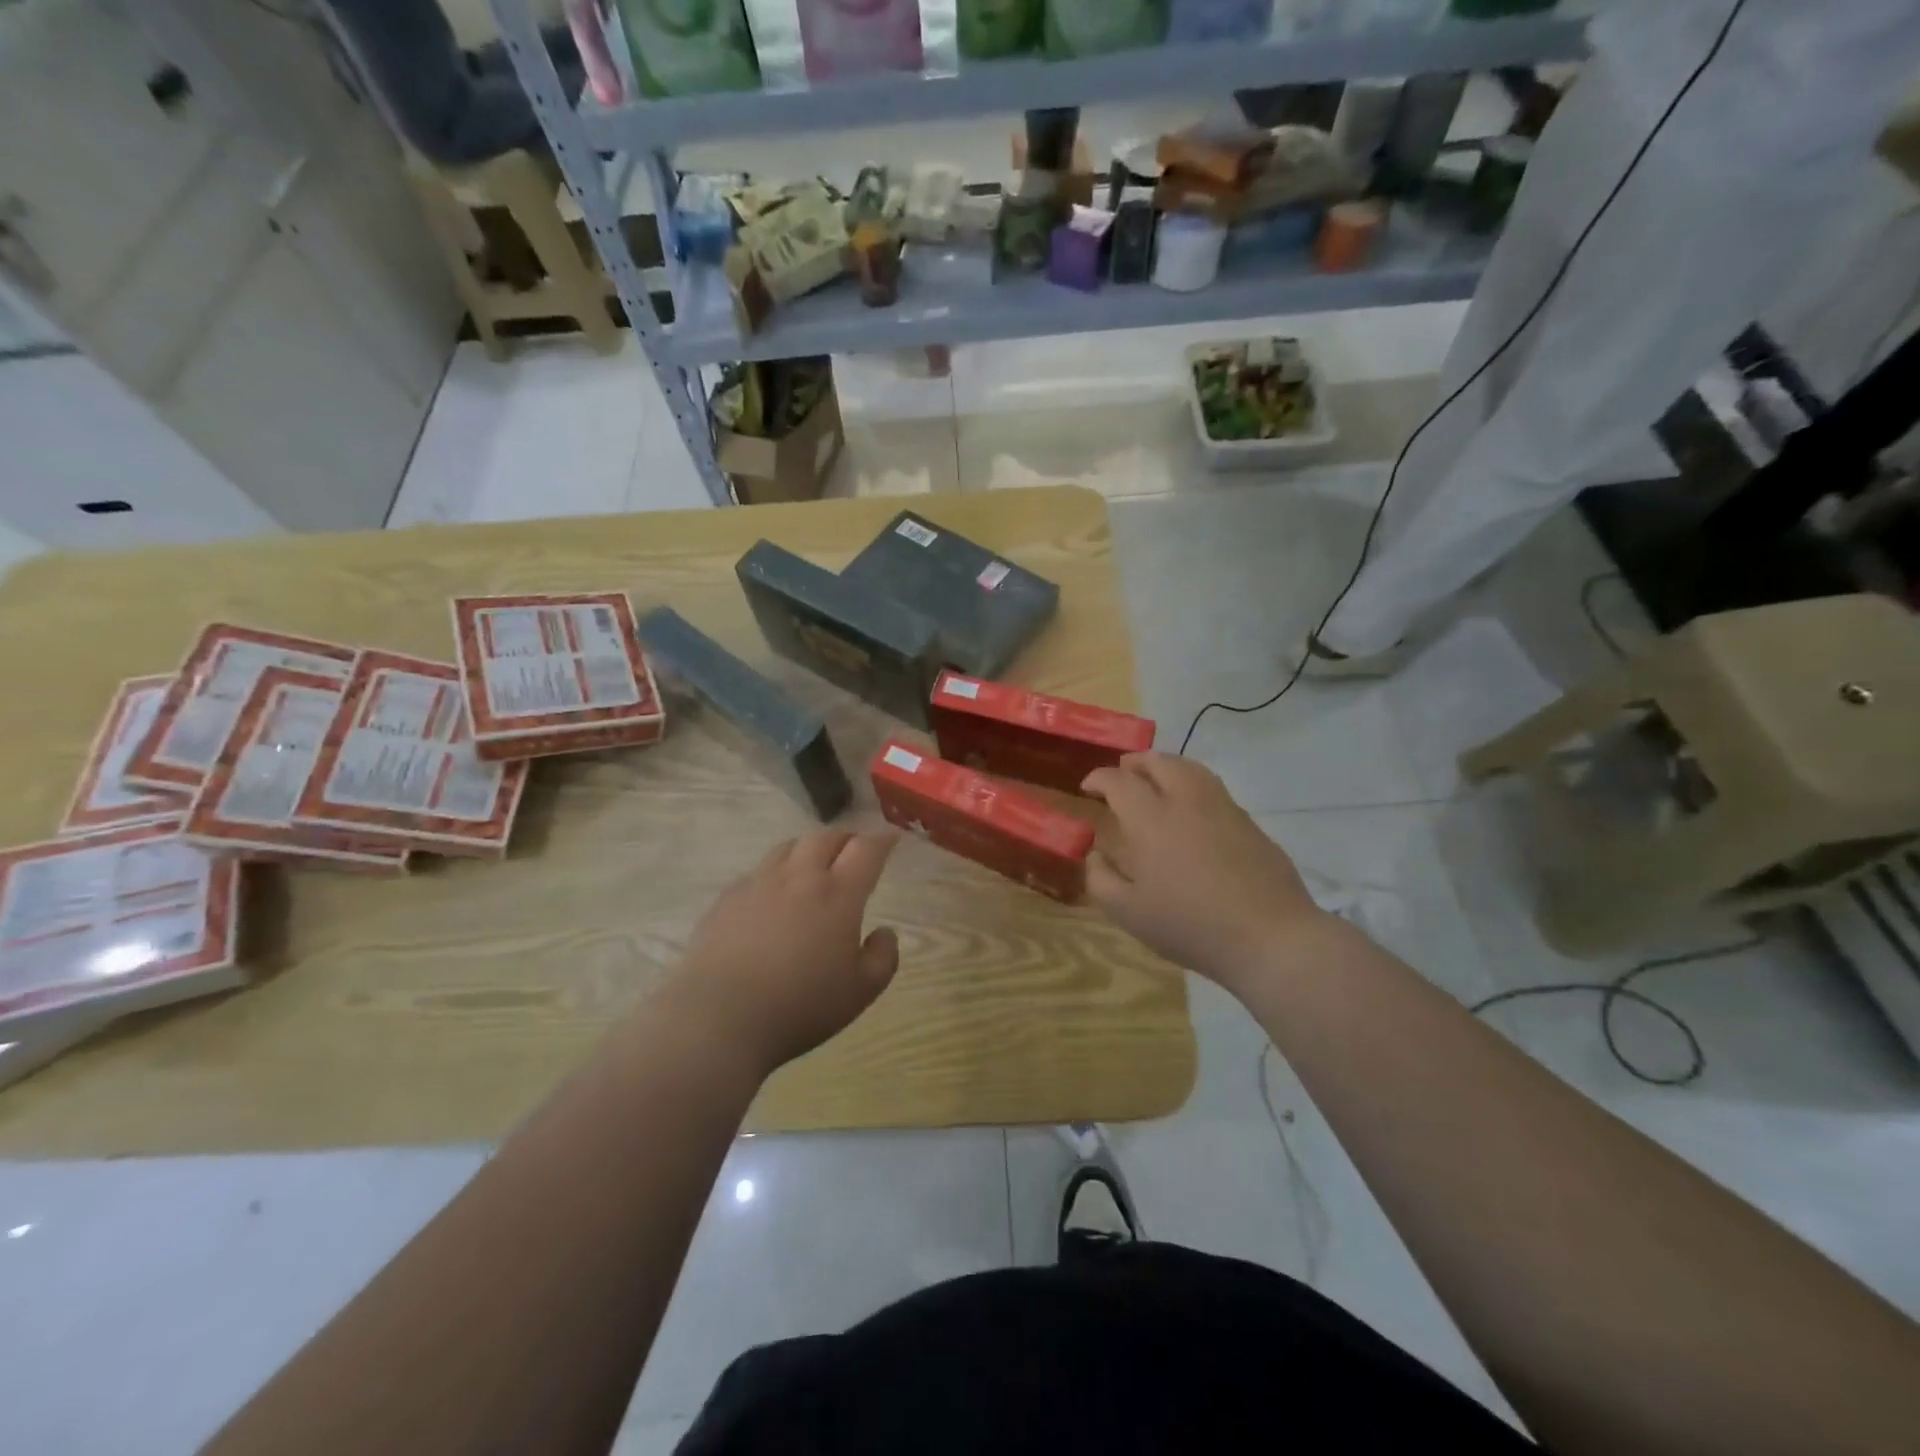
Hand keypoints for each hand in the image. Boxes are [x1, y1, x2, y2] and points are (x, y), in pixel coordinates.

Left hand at [668, 830, 900, 1077]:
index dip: (882, 839)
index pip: (866, 849)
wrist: (719, 1019)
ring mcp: (758, 883)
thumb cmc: (800, 1006)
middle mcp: (799, 877)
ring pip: (788, 847)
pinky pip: (757, 871)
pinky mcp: (727, 898)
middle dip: (846, 839)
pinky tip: (772, 896)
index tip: (891, 838)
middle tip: (854, 851)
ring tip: (813, 865)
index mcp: (838, 894)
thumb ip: (883, 957)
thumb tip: (884, 932)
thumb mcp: (860, 992)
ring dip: (808, 849)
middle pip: (826, 838)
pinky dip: (775, 873)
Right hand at [1082, 754, 1331, 991]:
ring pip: (1191, 768)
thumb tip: (1096, 855)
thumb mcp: (1128, 913)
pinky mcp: (1249, 823)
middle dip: (1135, 762)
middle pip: (1159, 762)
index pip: (1120, 782)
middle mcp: (1187, 802)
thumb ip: (1101, 879)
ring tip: (1156, 779)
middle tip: (1122, 772)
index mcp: (1152, 820)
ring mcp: (1223, 809)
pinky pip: (1213, 789)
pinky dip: (1192, 785)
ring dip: (1166, 766)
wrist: (1269, 937)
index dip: (1099, 778)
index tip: (1088, 787)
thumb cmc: (1190, 925)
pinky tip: (1191, 809)